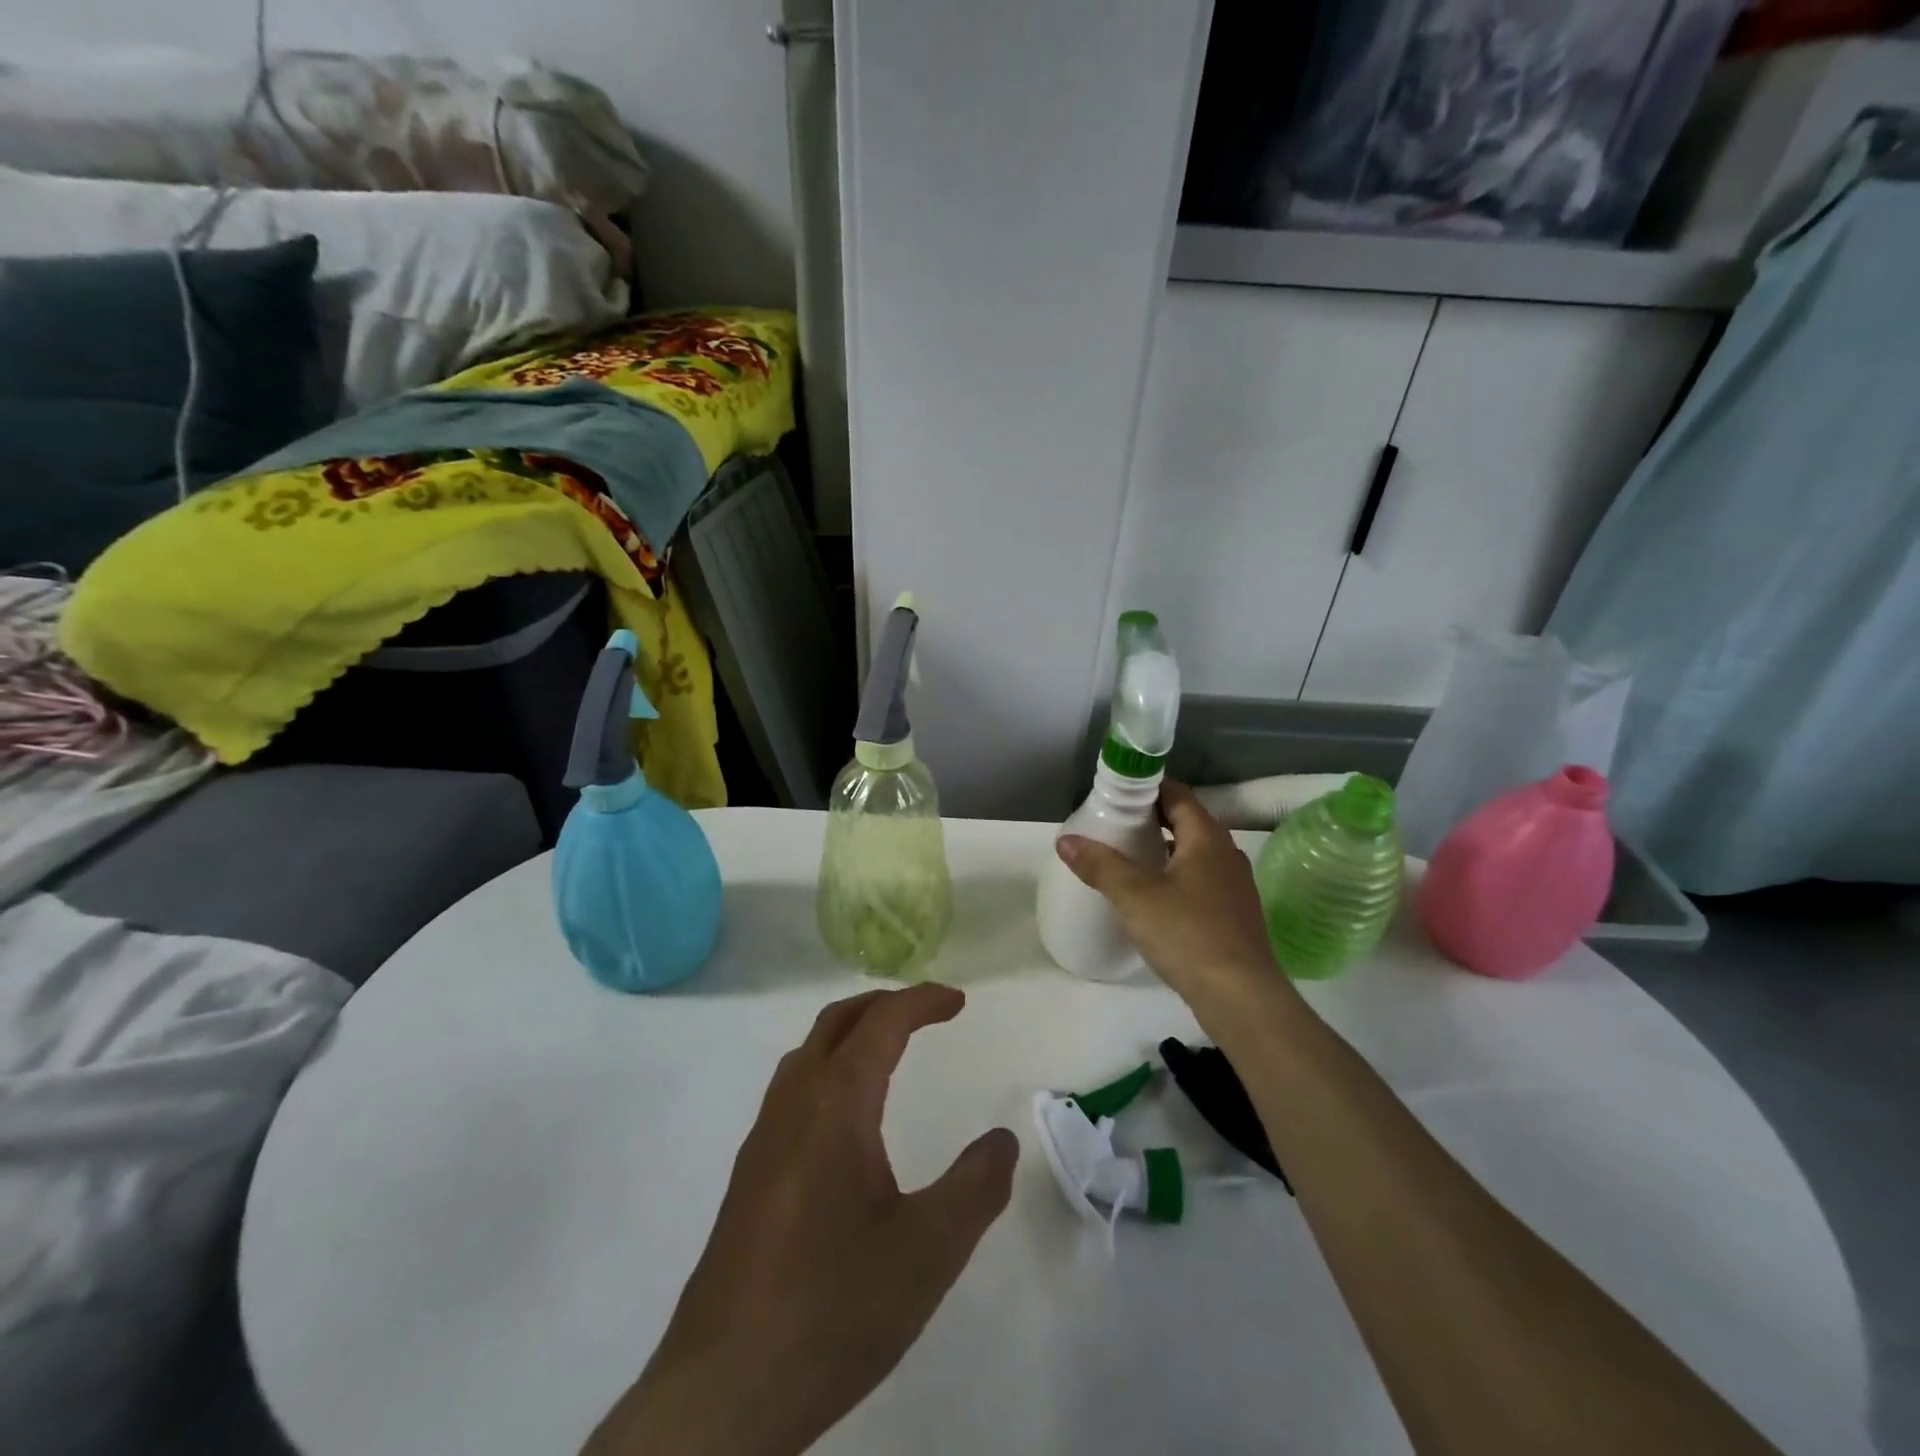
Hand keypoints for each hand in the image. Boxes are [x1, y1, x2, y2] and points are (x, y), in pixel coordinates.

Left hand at [586, 984, 1018, 1455]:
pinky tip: (842, 1119)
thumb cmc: (833, 1309)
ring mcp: (762, 1139)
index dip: (922, 1002)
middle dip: (883, 1004)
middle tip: (926, 1012)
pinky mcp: (748, 1176)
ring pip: (806, 1054)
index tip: (958, 1002)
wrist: (722, 1392)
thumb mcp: (928, 1252)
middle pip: (836, 1023)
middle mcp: (792, 1105)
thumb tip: (1002, 1139)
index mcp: (835, 1105)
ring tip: (887, 1050)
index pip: (881, 1023)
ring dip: (850, 1033)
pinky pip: (791, 1090)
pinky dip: (827, 1069)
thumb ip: (976, 1187)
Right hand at [1057, 781, 1280, 1000]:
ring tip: (1129, 861)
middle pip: (1187, 823)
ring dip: (1165, 851)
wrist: (1241, 997)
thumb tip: (1065, 839)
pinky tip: (1154, 900)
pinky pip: (1201, 882)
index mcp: (1207, 839)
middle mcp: (1227, 855)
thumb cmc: (1188, 933)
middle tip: (1115, 826)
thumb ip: (1100, 865)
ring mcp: (1234, 887)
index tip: (1116, 795)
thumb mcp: (1135, 896)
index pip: (1178, 795)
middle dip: (1152, 820)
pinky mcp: (1234, 916)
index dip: (1148, 789)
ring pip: (1195, 855)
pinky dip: (1176, 879)